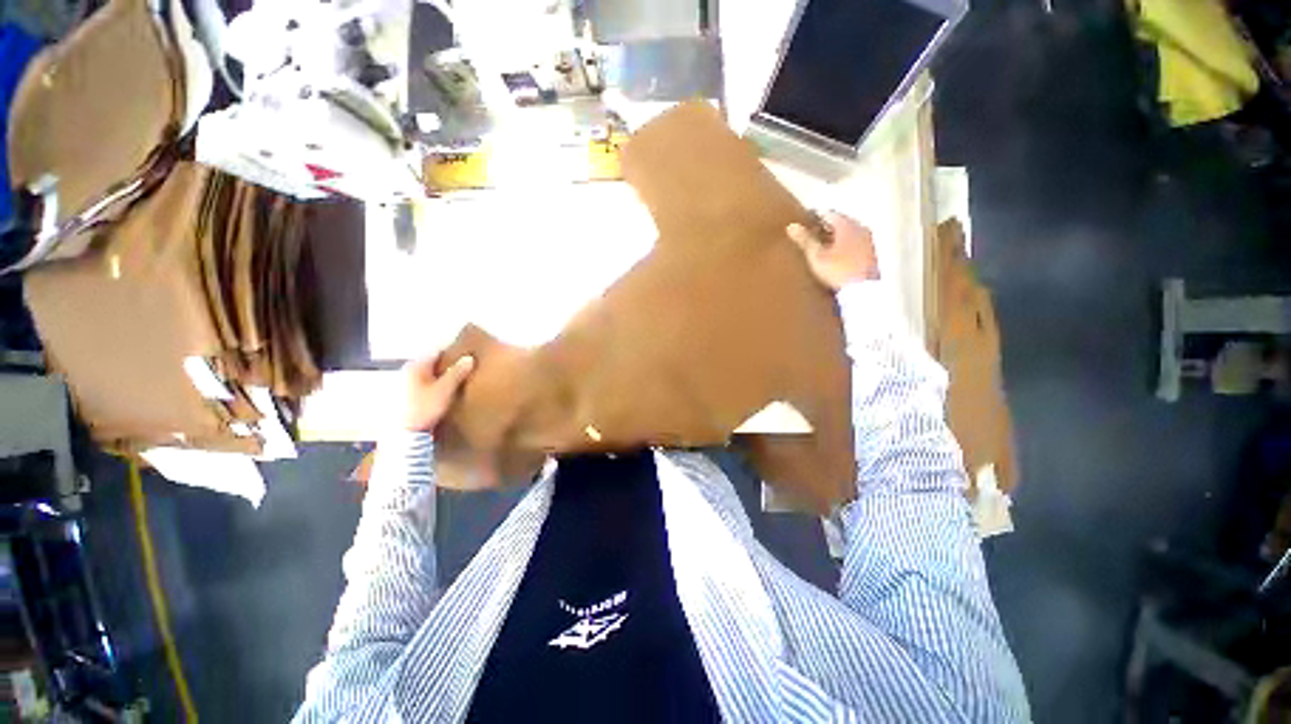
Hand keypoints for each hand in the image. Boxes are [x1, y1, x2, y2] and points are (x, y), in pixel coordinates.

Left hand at [402, 353, 475, 432]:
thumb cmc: (425, 408)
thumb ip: (457, 373)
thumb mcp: (444, 390)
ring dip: (444, 373)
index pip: (436, 351)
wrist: (408, 433)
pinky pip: (427, 382)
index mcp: (415, 366)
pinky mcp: (410, 394)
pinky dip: (438, 382)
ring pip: (430, 373)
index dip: (452, 351)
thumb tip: (469, 358)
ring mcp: (407, 383)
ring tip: (460, 377)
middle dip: (449, 363)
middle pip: (433, 362)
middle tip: (466, 366)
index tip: (467, 353)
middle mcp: (409, 371)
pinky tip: (448, 388)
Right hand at [786, 211, 878, 290]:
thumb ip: (805, 240)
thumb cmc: (837, 270)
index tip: (804, 222)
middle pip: (840, 222)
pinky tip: (837, 255)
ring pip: (849, 232)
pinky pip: (855, 243)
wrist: (863, 290)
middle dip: (826, 226)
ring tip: (822, 246)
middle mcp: (860, 227)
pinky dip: (845, 245)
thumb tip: (791, 226)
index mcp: (847, 225)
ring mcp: (869, 240)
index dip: (814, 216)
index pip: (828, 213)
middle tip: (811, 234)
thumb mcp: (816, 256)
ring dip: (836, 236)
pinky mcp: (872, 253)